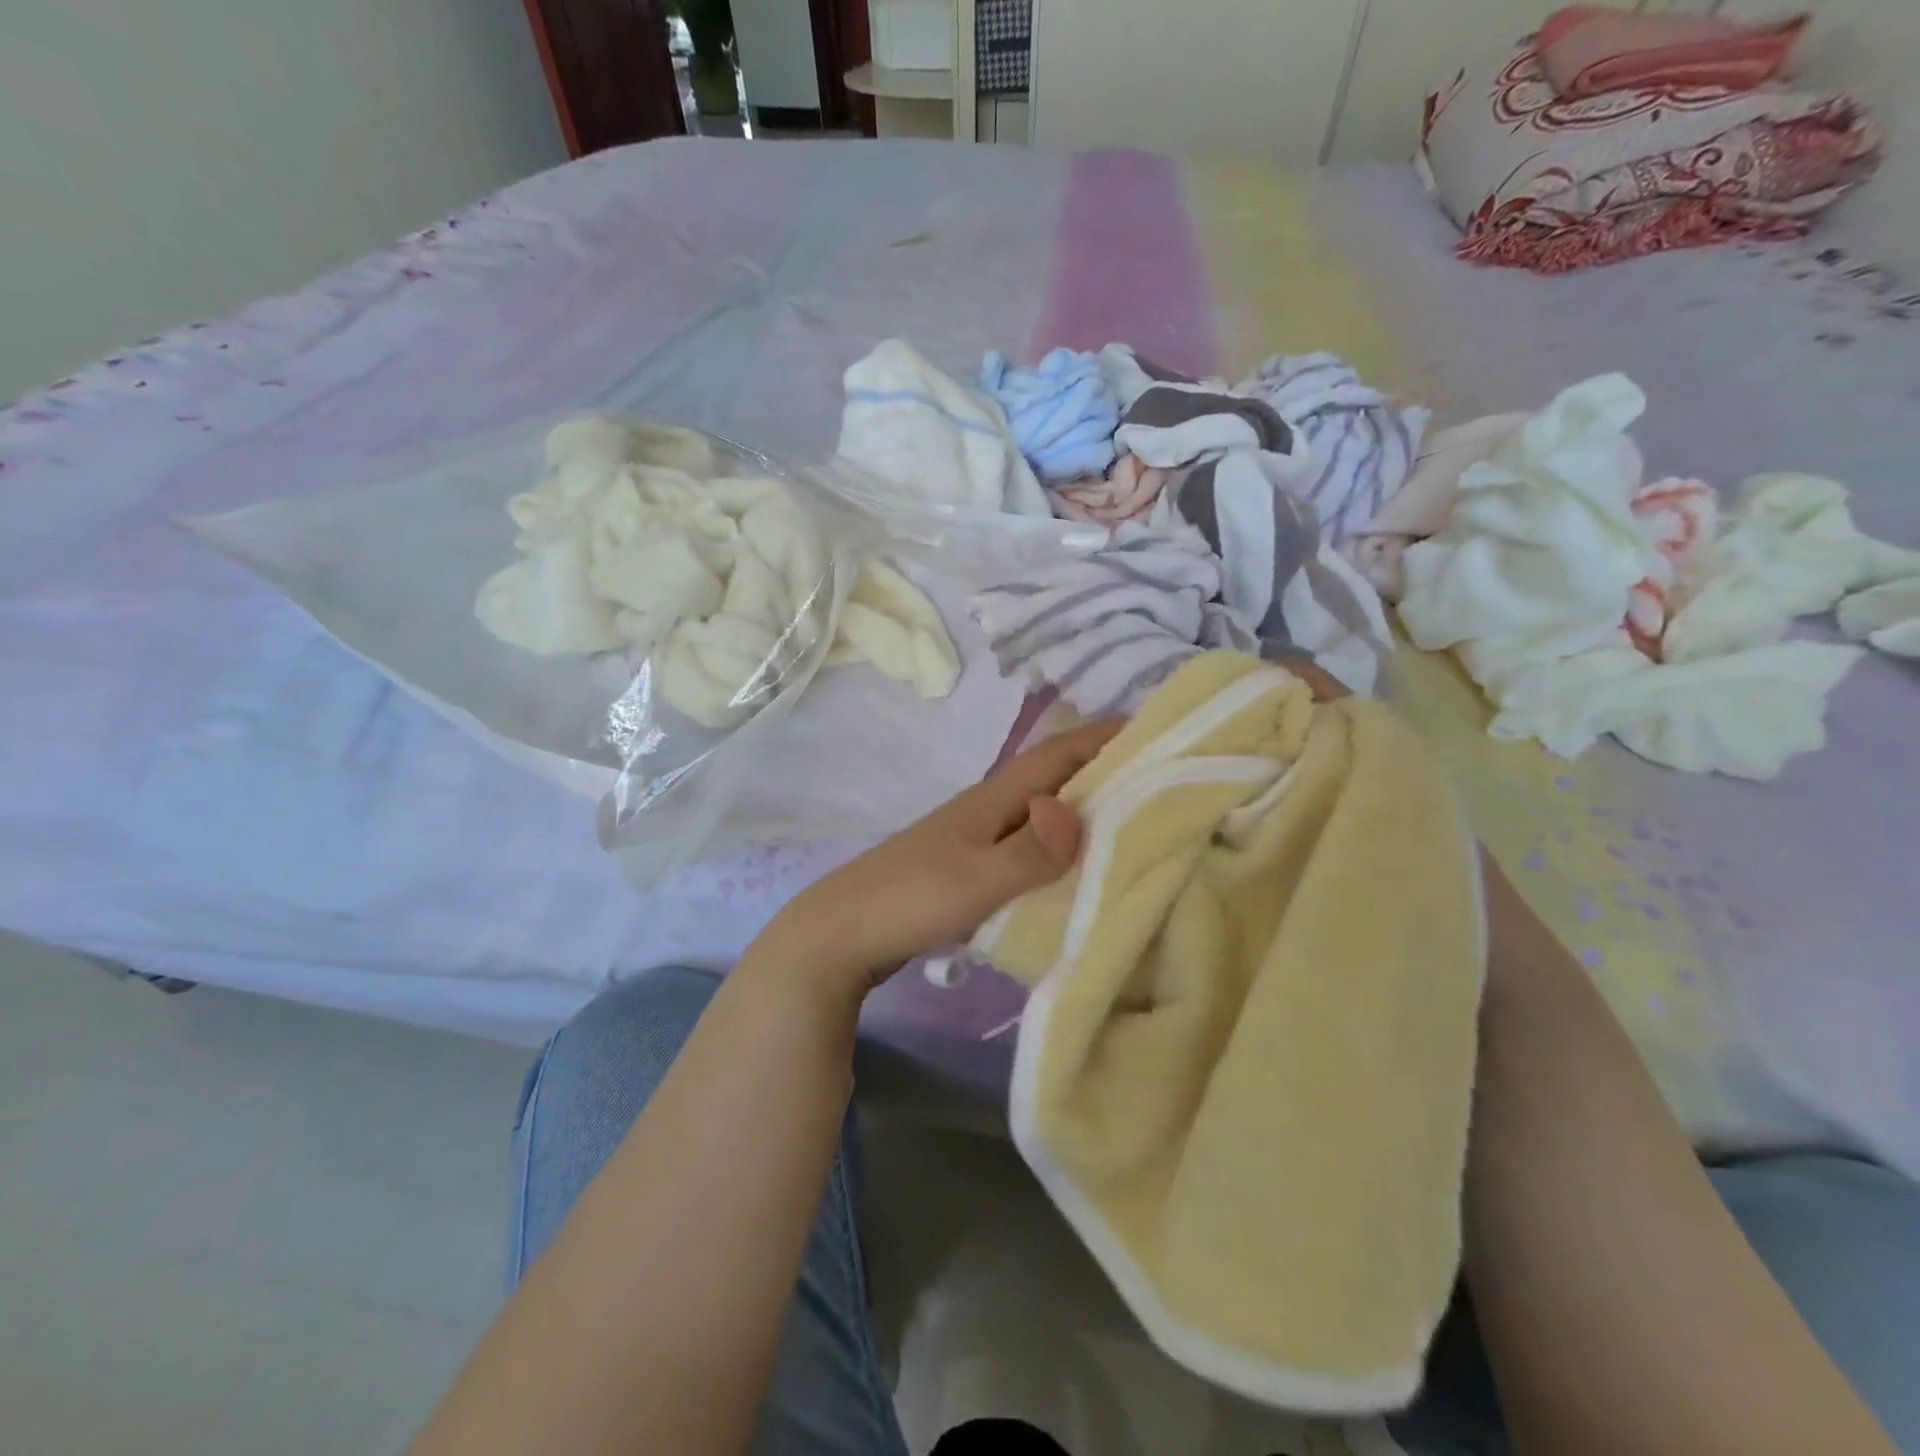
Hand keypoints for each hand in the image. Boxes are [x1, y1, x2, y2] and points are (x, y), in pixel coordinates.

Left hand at [761, 720, 1124, 996]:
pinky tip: (1075, 869)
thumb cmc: (911, 899)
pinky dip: (1057, 846)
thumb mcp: (976, 880)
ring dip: (1082, 810)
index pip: (1058, 754)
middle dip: (1104, 771)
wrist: (843, 931)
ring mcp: (975, 837)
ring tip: (1133, 823)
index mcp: (993, 798)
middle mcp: (988, 808)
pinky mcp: (969, 866)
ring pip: (1040, 811)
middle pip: (1053, 777)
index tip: (1157, 732)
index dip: (1104, 737)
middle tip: (1160, 781)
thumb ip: (1028, 852)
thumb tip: (1075, 811)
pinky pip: (1026, 845)